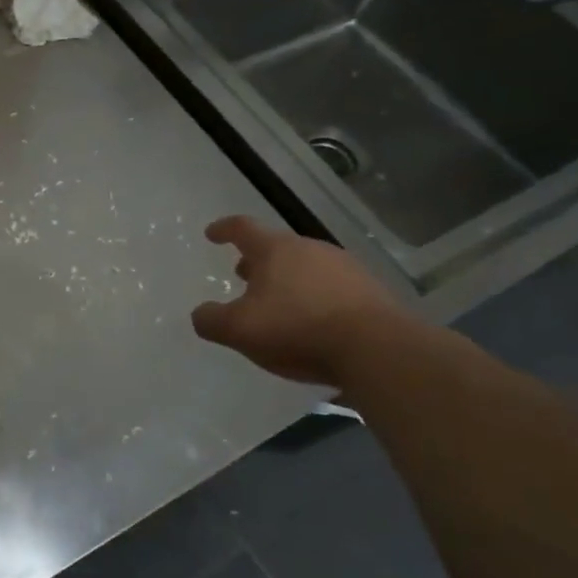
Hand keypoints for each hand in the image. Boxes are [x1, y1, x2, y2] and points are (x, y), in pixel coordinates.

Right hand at [190, 217, 403, 386]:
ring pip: (306, 266)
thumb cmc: (297, 329)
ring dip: (287, 279)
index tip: (212, 234)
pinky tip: (313, 321)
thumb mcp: (239, 330)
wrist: (377, 349)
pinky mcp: (371, 291)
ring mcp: (345, 268)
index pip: (243, 228)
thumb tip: (201, 314)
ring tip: (278, 302)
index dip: (224, 229)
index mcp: (275, 250)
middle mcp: (310, 249)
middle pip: (277, 247)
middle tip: (243, 275)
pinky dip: (314, 297)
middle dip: (257, 260)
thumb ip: (211, 320)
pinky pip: (332, 287)